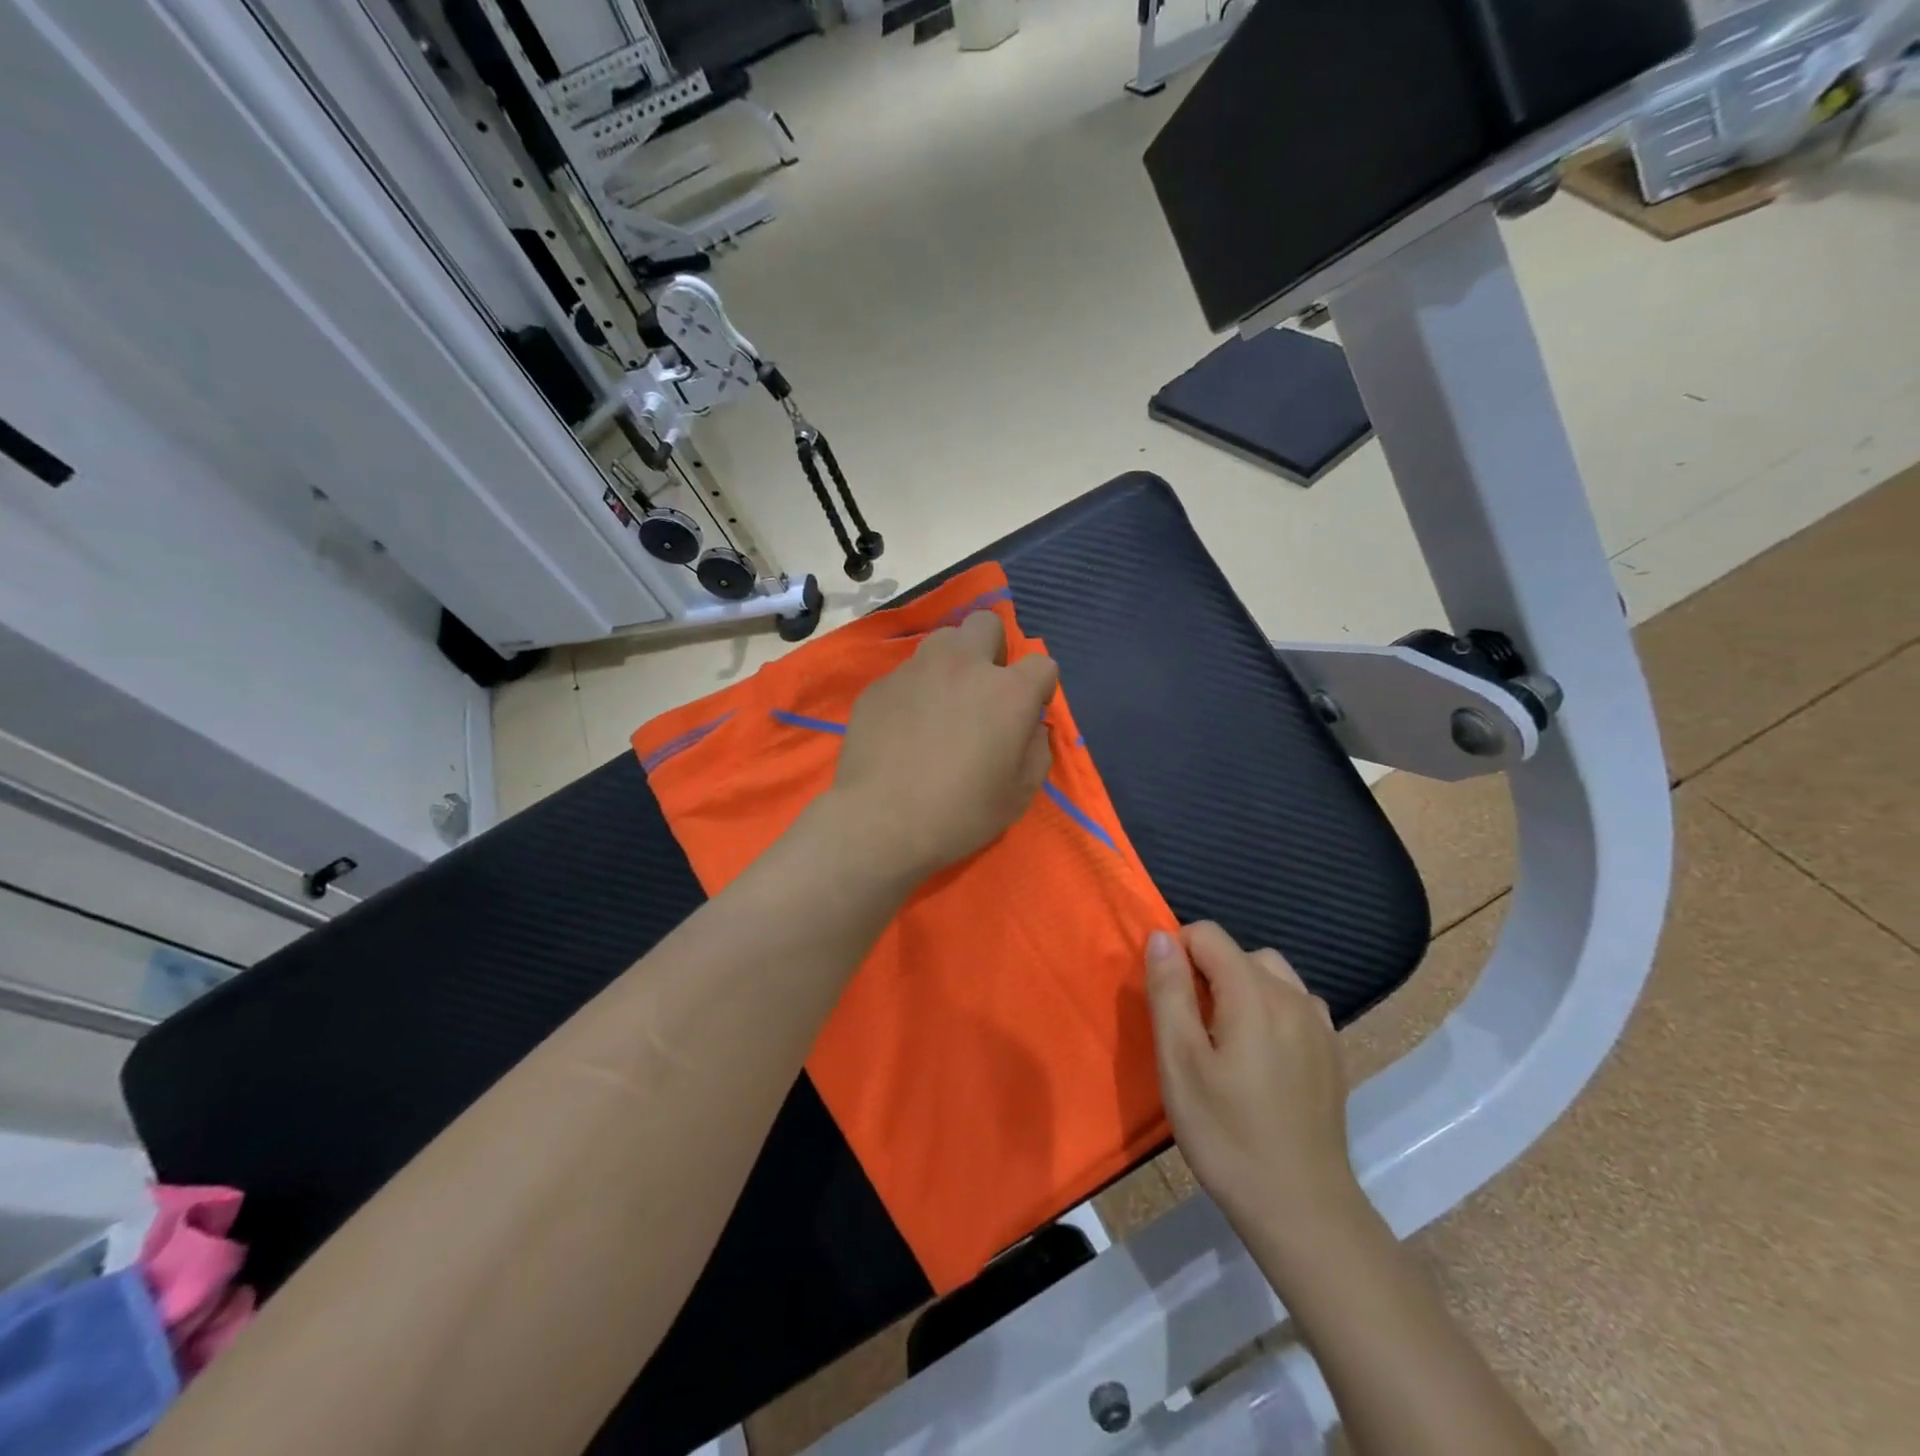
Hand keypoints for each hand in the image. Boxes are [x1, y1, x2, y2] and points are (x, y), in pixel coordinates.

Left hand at [830, 610, 1058, 881]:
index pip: (1042, 663)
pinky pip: (906, 674)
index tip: (1028, 713)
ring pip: (942, 641)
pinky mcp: (879, 685)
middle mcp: (962, 665)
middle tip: (985, 691)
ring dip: (952, 663)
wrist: (880, 822)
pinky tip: (905, 728)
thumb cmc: (960, 813)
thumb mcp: (1020, 794)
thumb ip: (1037, 749)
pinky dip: (914, 691)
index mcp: (1008, 691)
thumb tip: (1031, 726)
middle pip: (987, 624)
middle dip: (993, 649)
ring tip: (942, 704)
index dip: (1040, 688)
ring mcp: (915, 670)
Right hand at [1146, 923, 1361, 1262]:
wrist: (1301, 1208)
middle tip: (1191, 1029)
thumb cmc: (1226, 1134)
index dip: (1178, 954)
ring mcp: (1319, 1024)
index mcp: (1254, 993)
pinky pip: (1294, 1004)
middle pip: (1239, 953)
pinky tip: (1261, 1056)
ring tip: (1225, 1040)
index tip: (1169, 1002)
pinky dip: (1270, 1009)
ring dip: (1240, 988)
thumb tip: (1161, 937)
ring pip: (1270, 975)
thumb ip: (1169, 991)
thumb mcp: (1179, 1062)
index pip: (1208, 934)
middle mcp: (1293, 996)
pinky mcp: (1333, 1051)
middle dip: (1207, 972)